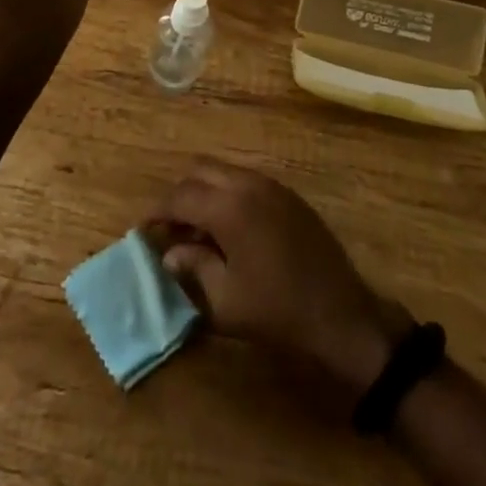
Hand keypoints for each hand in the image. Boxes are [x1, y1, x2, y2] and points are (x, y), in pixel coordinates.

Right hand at [148, 161, 411, 404]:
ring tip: (198, 231)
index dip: (157, 212)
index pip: (180, 196)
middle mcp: (248, 183)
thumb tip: (171, 253)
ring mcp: (272, 185)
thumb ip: (193, 268)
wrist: (341, 314)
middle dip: (180, 195)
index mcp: (228, 206)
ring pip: (224, 172)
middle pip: (200, 171)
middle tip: (171, 228)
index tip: (144, 231)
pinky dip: (228, 194)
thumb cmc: (277, 311)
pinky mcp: (288, 195)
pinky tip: (229, 230)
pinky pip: (246, 181)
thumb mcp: (224, 301)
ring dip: (205, 192)